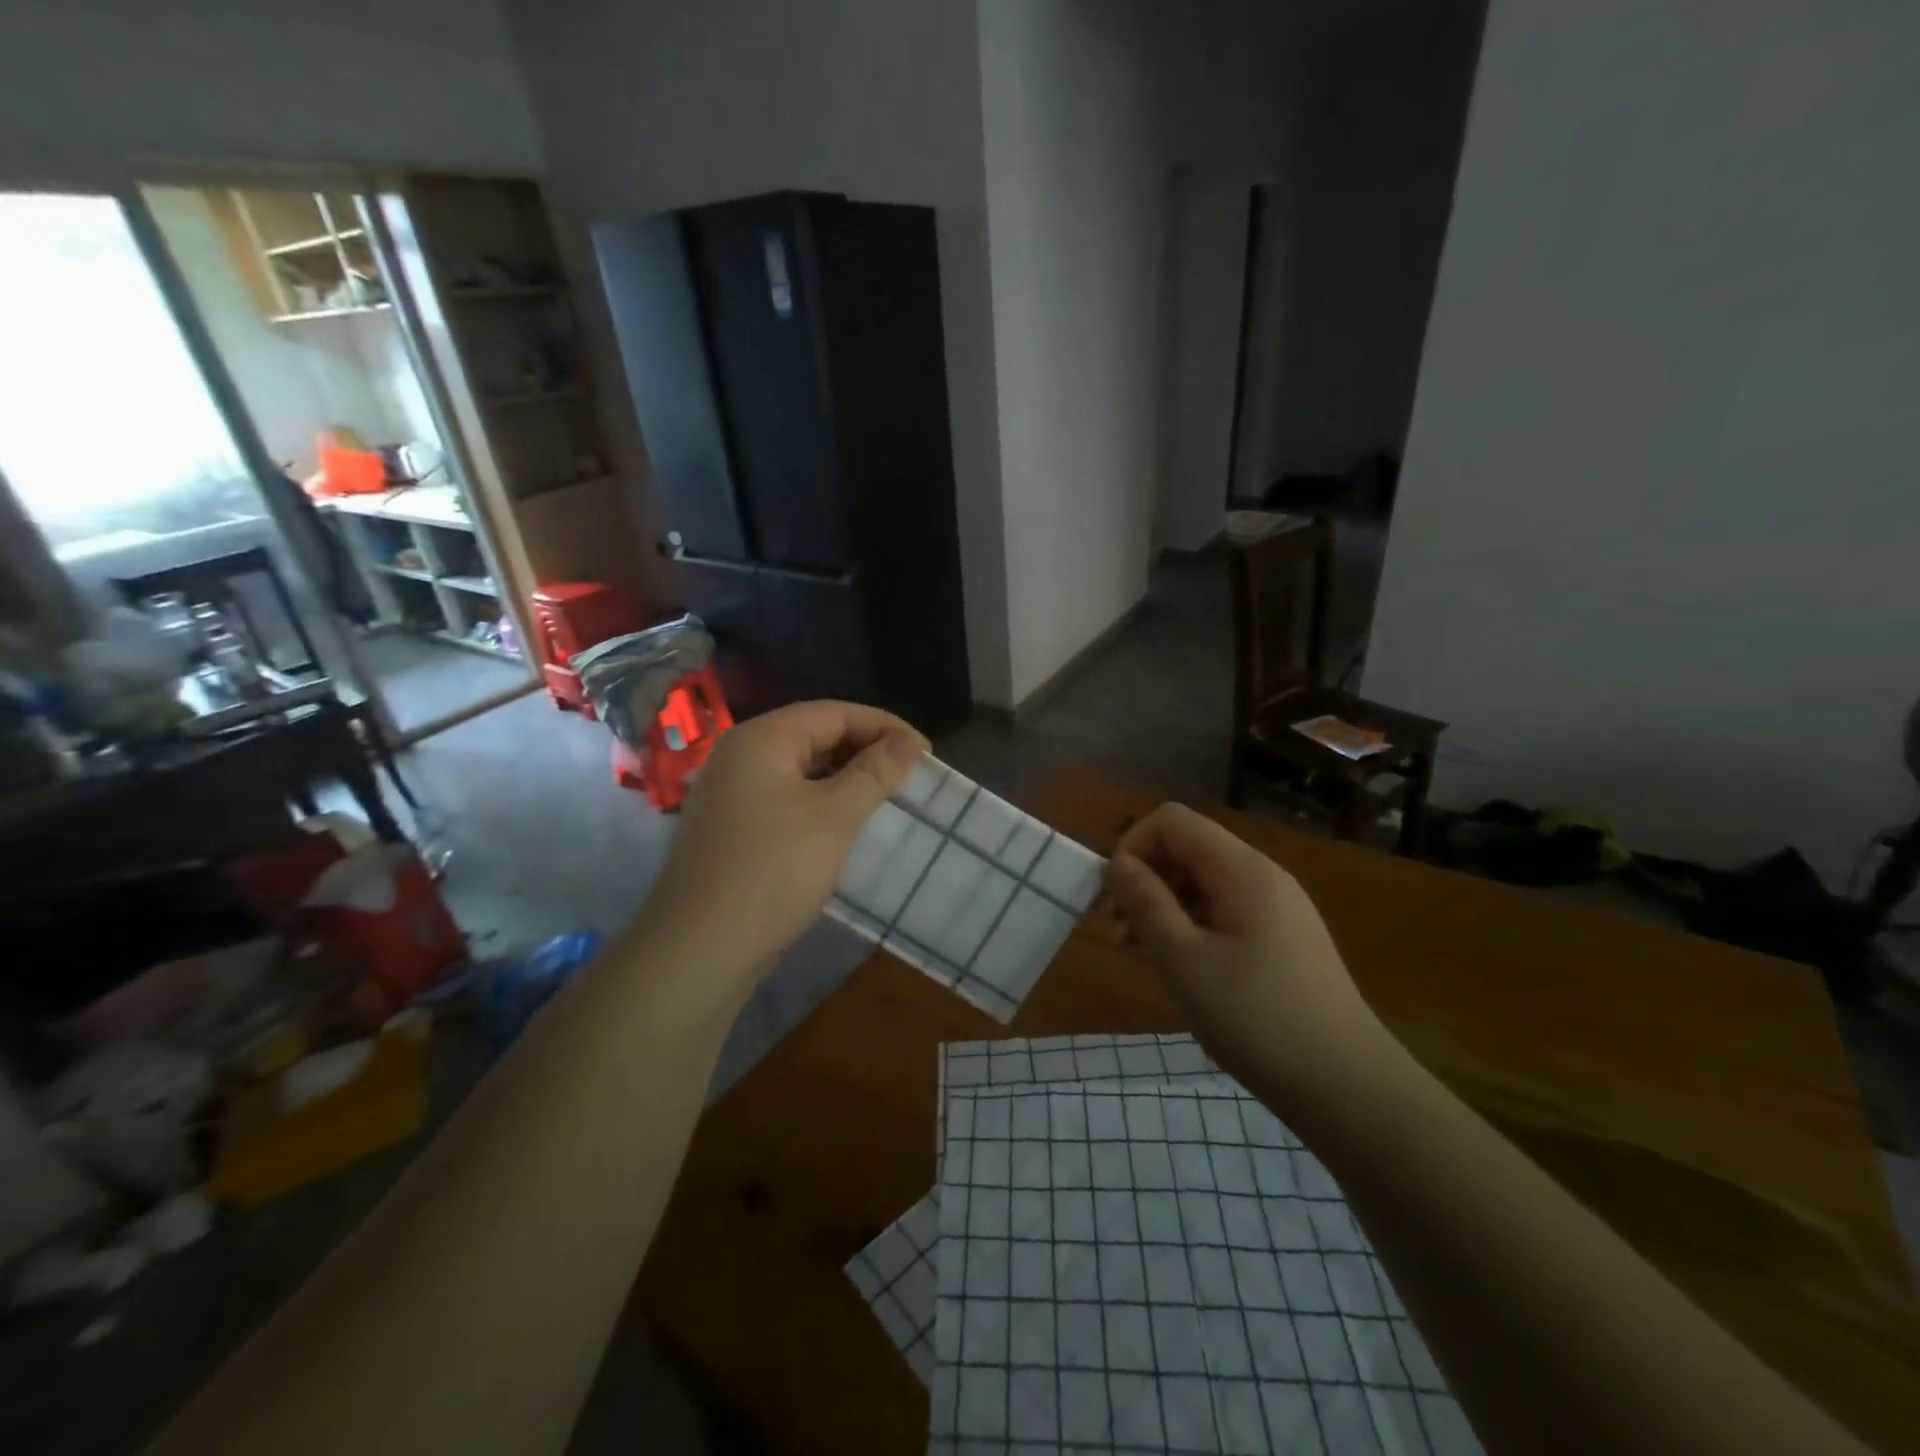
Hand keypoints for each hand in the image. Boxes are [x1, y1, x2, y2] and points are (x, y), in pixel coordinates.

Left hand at [636, 700, 927, 986]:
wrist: (699, 950)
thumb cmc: (773, 871)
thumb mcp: (834, 817)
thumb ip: (875, 772)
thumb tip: (909, 742)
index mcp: (761, 739)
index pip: (834, 713)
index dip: (885, 727)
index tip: (926, 754)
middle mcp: (740, 755)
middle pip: (814, 736)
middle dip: (865, 751)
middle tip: (909, 776)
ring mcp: (731, 794)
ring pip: (800, 770)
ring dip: (845, 779)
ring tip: (885, 799)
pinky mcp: (732, 828)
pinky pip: (785, 799)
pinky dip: (820, 804)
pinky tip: (844, 827)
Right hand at [1104, 803, 1391, 1110]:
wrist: (1349, 1088)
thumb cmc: (1257, 1019)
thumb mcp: (1184, 961)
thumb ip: (1145, 903)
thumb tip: (1117, 863)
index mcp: (1242, 870)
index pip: (1172, 820)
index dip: (1132, 847)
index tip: (1112, 898)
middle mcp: (1263, 875)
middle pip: (1189, 847)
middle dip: (1145, 877)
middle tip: (1119, 930)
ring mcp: (1279, 907)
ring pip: (1205, 881)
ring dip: (1165, 903)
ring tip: (1141, 952)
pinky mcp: (1285, 938)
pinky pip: (1226, 909)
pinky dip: (1193, 924)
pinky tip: (1182, 966)